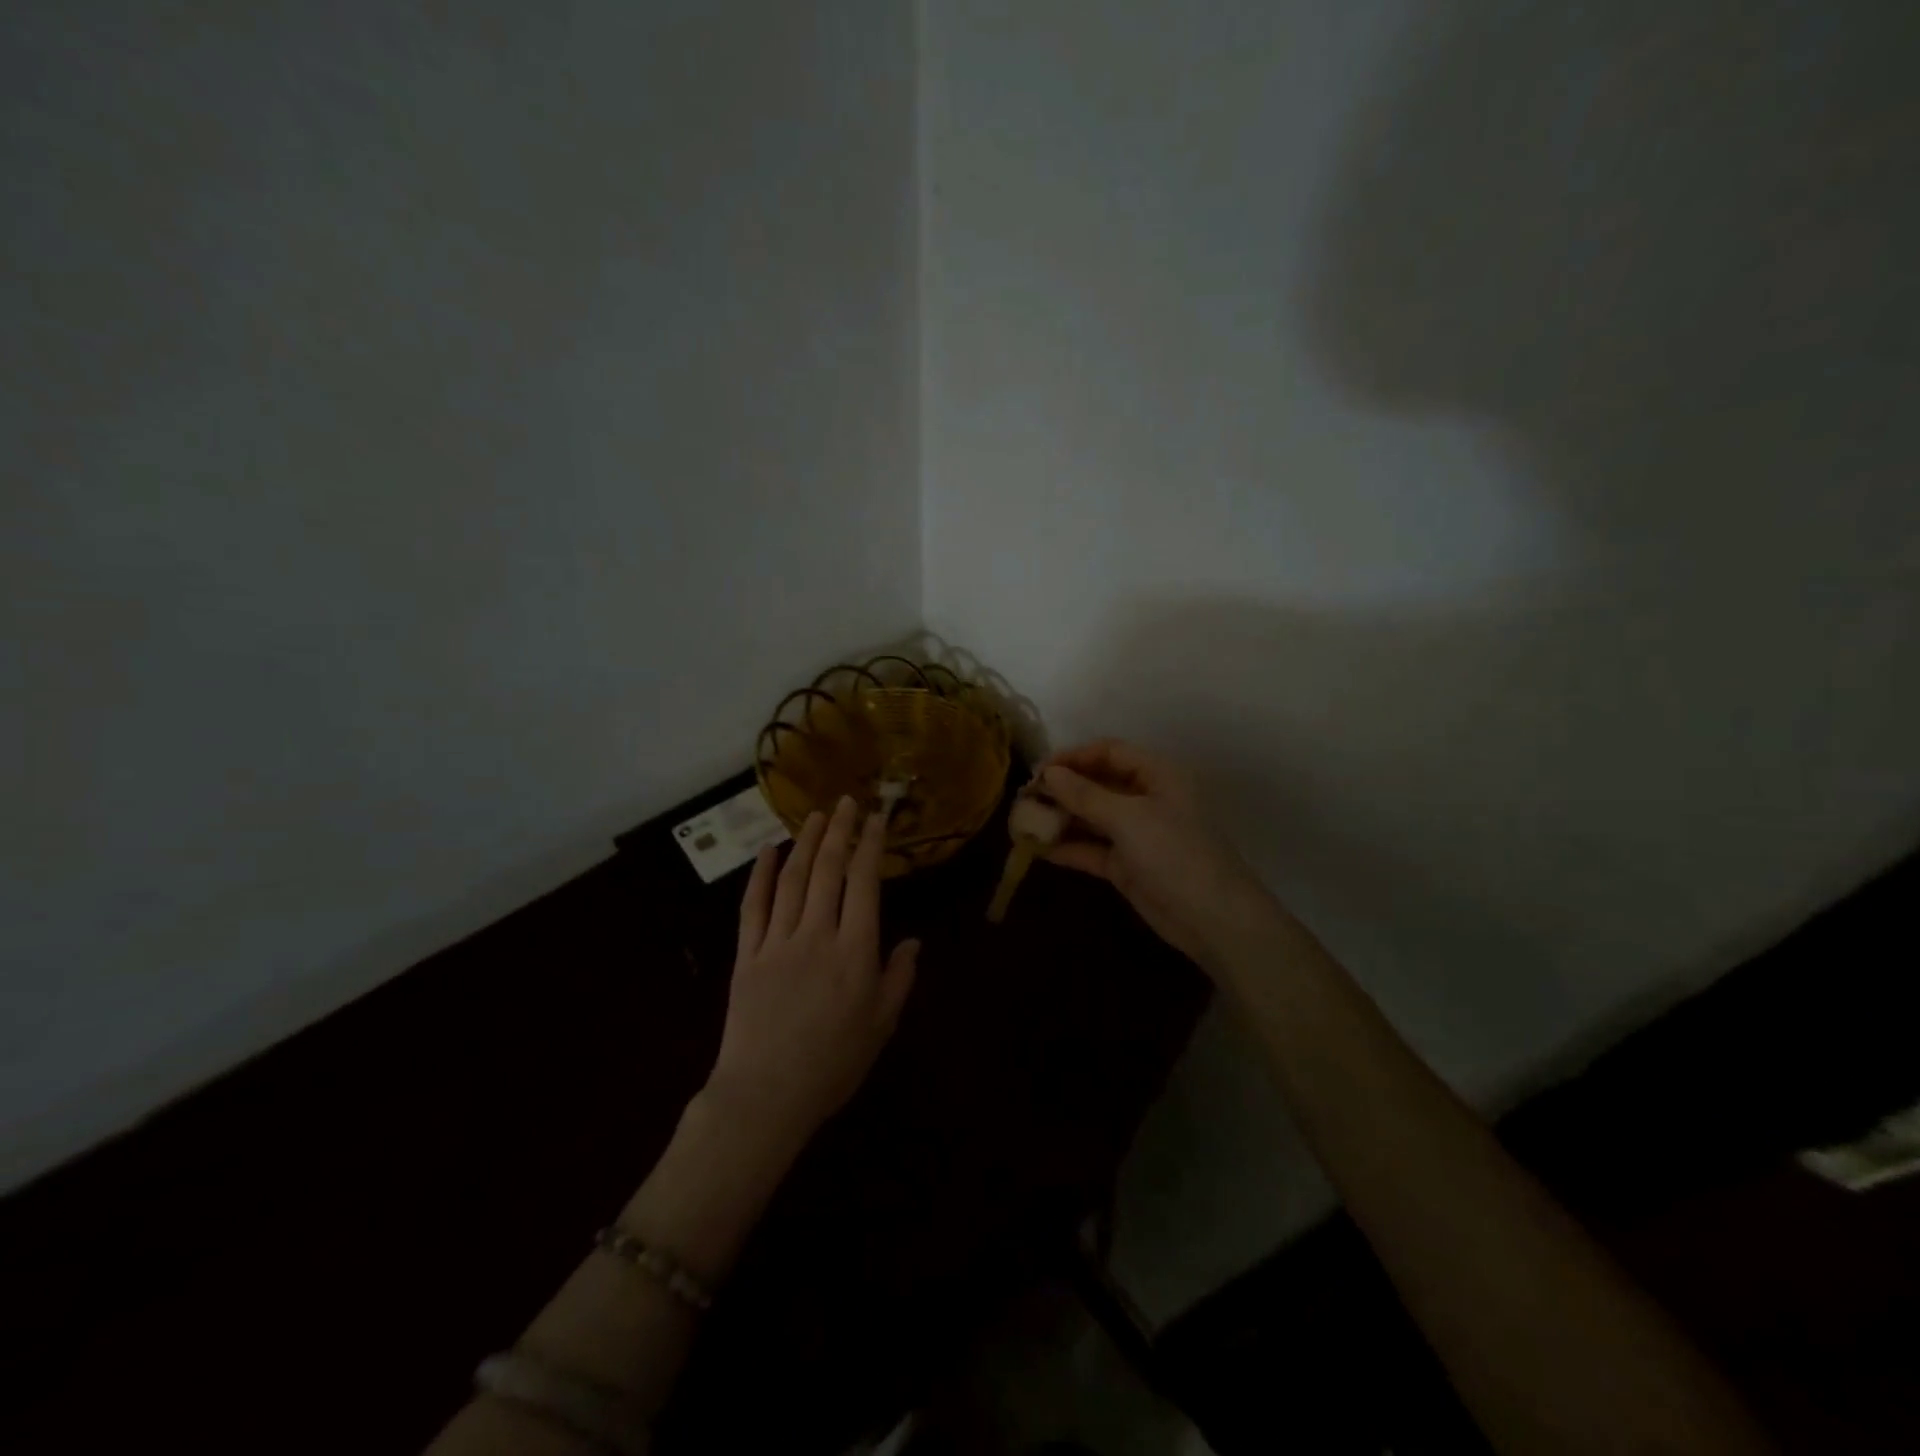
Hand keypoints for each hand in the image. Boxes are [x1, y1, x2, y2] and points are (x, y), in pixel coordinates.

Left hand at [706, 796, 919, 1152]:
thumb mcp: (881, 1026)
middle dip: (839, 831)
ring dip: (805, 842)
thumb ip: (899, 979)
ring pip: (792, 879)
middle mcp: (817, 934)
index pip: (864, 883)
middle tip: (846, 801)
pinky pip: (753, 905)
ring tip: (816, 815)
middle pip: (827, 870)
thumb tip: (913, 942)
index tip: (877, 818)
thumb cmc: (833, 1064)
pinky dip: (761, 874)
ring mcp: (778, 941)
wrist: (765, 1096)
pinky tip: (769, 850)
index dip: (871, 846)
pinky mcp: (747, 954)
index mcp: (855, 951)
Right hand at [1038, 739, 1277, 972]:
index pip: (1109, 752)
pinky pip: (1091, 849)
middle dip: (1062, 789)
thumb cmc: (1175, 854)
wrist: (1213, 920)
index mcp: (1157, 775)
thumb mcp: (1128, 818)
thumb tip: (1048, 774)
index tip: (1038, 770)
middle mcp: (1146, 799)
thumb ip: (1085, 795)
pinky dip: (1067, 847)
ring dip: (1060, 818)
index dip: (1074, 757)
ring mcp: (1136, 834)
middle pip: (1097, 783)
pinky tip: (1037, 849)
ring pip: (1091, 817)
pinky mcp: (1126, 865)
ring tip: (1023, 821)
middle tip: (1024, 797)